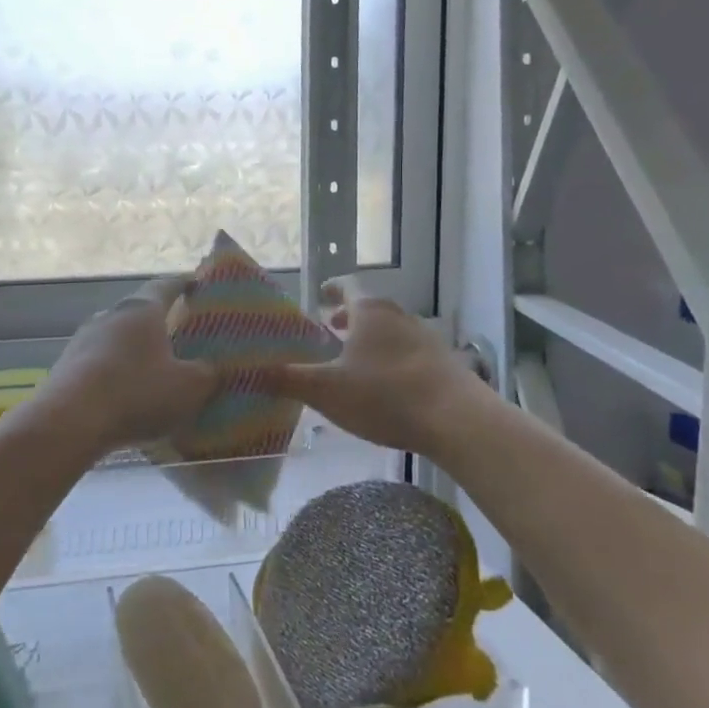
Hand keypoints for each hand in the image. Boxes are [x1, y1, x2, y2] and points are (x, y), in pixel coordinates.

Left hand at [34, 278, 221, 454]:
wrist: (70, 421)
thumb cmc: (137, 393)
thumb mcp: (189, 387)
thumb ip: (207, 373)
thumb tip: (211, 367)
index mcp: (141, 310)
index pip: (166, 286)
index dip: (183, 284)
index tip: (196, 283)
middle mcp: (110, 315)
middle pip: (139, 311)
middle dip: (159, 321)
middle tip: (180, 332)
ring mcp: (83, 340)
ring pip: (117, 337)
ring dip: (135, 349)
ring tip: (154, 367)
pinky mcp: (66, 367)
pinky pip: (99, 363)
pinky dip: (116, 372)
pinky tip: (125, 394)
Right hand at [260, 277, 484, 457]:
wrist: (458, 420)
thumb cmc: (384, 395)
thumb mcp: (326, 390)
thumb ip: (288, 379)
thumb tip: (250, 371)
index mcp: (369, 313)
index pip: (347, 287)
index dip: (331, 290)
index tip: (320, 296)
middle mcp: (398, 317)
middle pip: (369, 310)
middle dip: (348, 319)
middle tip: (329, 332)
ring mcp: (426, 339)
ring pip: (391, 331)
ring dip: (371, 341)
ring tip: (355, 361)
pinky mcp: (444, 364)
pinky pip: (409, 353)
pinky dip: (392, 360)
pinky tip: (386, 386)